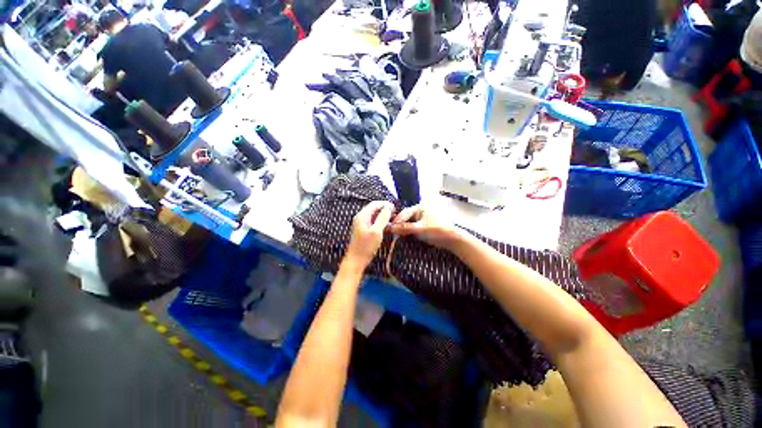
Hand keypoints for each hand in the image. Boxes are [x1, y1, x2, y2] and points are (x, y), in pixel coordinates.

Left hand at [344, 201, 394, 268]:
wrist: (356, 261)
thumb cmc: (366, 246)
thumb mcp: (376, 231)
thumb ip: (382, 218)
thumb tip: (388, 207)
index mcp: (362, 216)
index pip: (374, 204)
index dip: (385, 204)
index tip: (395, 207)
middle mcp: (360, 217)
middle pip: (373, 208)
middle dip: (384, 209)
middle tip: (395, 213)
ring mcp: (361, 224)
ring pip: (373, 215)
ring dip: (383, 215)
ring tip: (392, 218)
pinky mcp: (363, 230)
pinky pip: (373, 221)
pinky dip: (380, 221)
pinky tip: (386, 225)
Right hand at [388, 205, 463, 249]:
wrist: (451, 239)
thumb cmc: (437, 230)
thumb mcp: (420, 228)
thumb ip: (405, 228)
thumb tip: (391, 228)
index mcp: (421, 207)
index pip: (405, 212)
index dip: (397, 220)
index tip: (389, 227)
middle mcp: (421, 210)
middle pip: (406, 217)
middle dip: (399, 224)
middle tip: (390, 231)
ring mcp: (422, 218)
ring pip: (409, 222)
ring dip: (402, 228)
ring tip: (394, 234)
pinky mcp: (423, 225)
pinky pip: (412, 227)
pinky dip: (408, 231)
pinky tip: (402, 235)